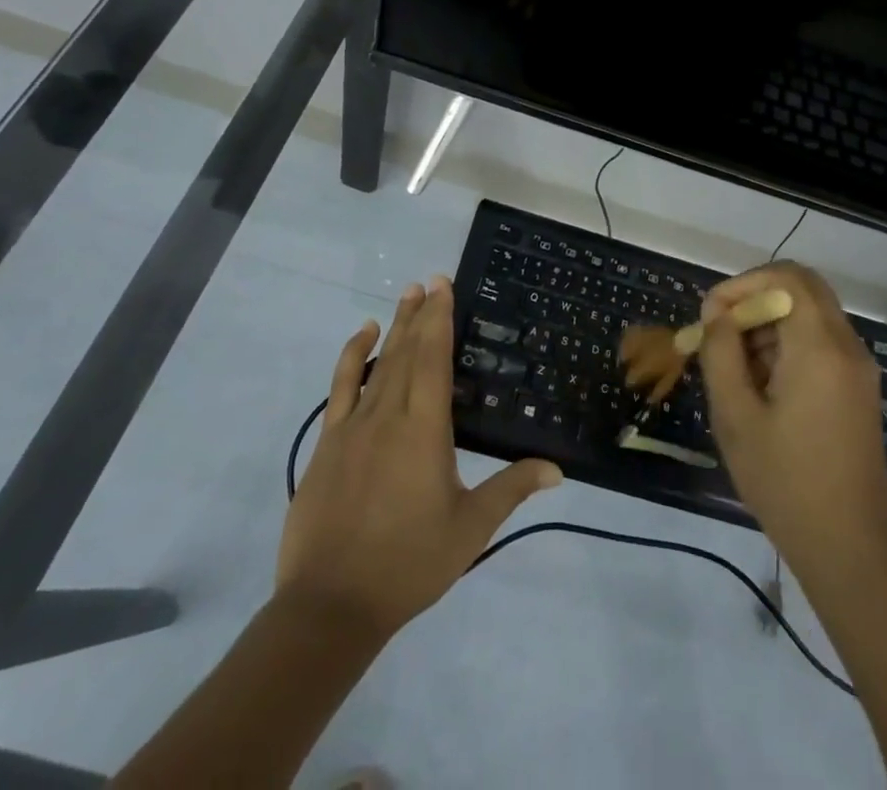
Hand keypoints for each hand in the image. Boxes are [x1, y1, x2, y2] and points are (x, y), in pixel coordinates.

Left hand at [276, 278, 562, 639]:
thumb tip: (557, 469)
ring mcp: (354, 426)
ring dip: (394, 326)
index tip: (443, 286)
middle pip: (407, 352)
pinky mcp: (329, 442)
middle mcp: (389, 415)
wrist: (330, 605)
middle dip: (420, 314)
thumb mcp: (469, 529)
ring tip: (406, 295)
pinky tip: (362, 336)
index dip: (440, 319)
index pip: (434, 359)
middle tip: (430, 280)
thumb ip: (511, 489)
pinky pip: (340, 386)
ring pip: (378, 362)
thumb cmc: (408, 564)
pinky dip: (351, 356)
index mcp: (425, 429)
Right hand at [699, 263, 886, 573]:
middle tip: (721, 330)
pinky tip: (760, 386)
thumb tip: (717, 312)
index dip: (744, 283)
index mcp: (820, 347)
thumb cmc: (786, 483)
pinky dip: (788, 345)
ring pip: (811, 315)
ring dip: (770, 323)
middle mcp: (847, 347)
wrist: (850, 551)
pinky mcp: (858, 390)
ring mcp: (858, 369)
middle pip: (803, 289)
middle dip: (756, 298)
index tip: (712, 314)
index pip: (787, 277)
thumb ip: (721, 352)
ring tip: (733, 367)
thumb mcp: (736, 416)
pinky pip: (821, 343)